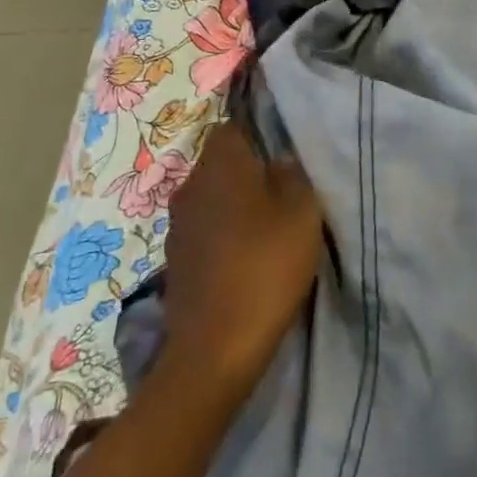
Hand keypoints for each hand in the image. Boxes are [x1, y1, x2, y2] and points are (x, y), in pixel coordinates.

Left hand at [160, 122, 324, 396]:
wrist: (215, 348)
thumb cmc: (265, 265)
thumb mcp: (302, 211)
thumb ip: (293, 174)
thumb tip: (278, 160)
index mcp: (220, 164)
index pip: (233, 128)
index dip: (258, 135)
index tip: (283, 156)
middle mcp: (190, 186)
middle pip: (221, 165)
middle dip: (248, 173)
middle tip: (282, 194)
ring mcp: (177, 227)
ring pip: (211, 200)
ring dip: (234, 208)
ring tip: (266, 230)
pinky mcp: (174, 262)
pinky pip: (203, 233)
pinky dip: (222, 239)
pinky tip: (245, 261)